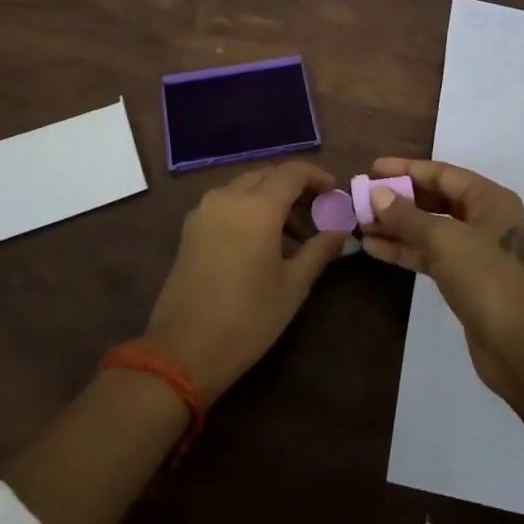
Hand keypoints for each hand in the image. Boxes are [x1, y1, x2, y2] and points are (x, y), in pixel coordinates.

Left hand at [144, 160, 346, 401]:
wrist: (183, 350)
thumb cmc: (247, 318)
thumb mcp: (292, 286)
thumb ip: (319, 251)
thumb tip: (340, 232)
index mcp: (257, 207)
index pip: (292, 172)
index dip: (317, 177)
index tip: (334, 193)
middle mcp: (228, 197)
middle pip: (267, 175)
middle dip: (294, 186)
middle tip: (316, 212)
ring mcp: (204, 211)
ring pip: (245, 187)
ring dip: (270, 197)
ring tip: (292, 233)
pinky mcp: (190, 228)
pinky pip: (226, 202)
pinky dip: (248, 208)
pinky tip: (261, 239)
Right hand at [360, 157, 523, 400]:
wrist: (521, 348)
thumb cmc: (487, 279)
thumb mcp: (444, 240)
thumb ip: (407, 216)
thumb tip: (377, 194)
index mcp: (491, 200)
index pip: (442, 174)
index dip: (406, 170)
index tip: (372, 169)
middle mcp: (486, 220)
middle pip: (436, 200)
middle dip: (399, 199)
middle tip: (363, 198)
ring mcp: (477, 252)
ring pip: (430, 229)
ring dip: (397, 226)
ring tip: (361, 224)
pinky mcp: (467, 280)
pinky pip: (431, 255)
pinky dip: (406, 250)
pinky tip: (375, 248)